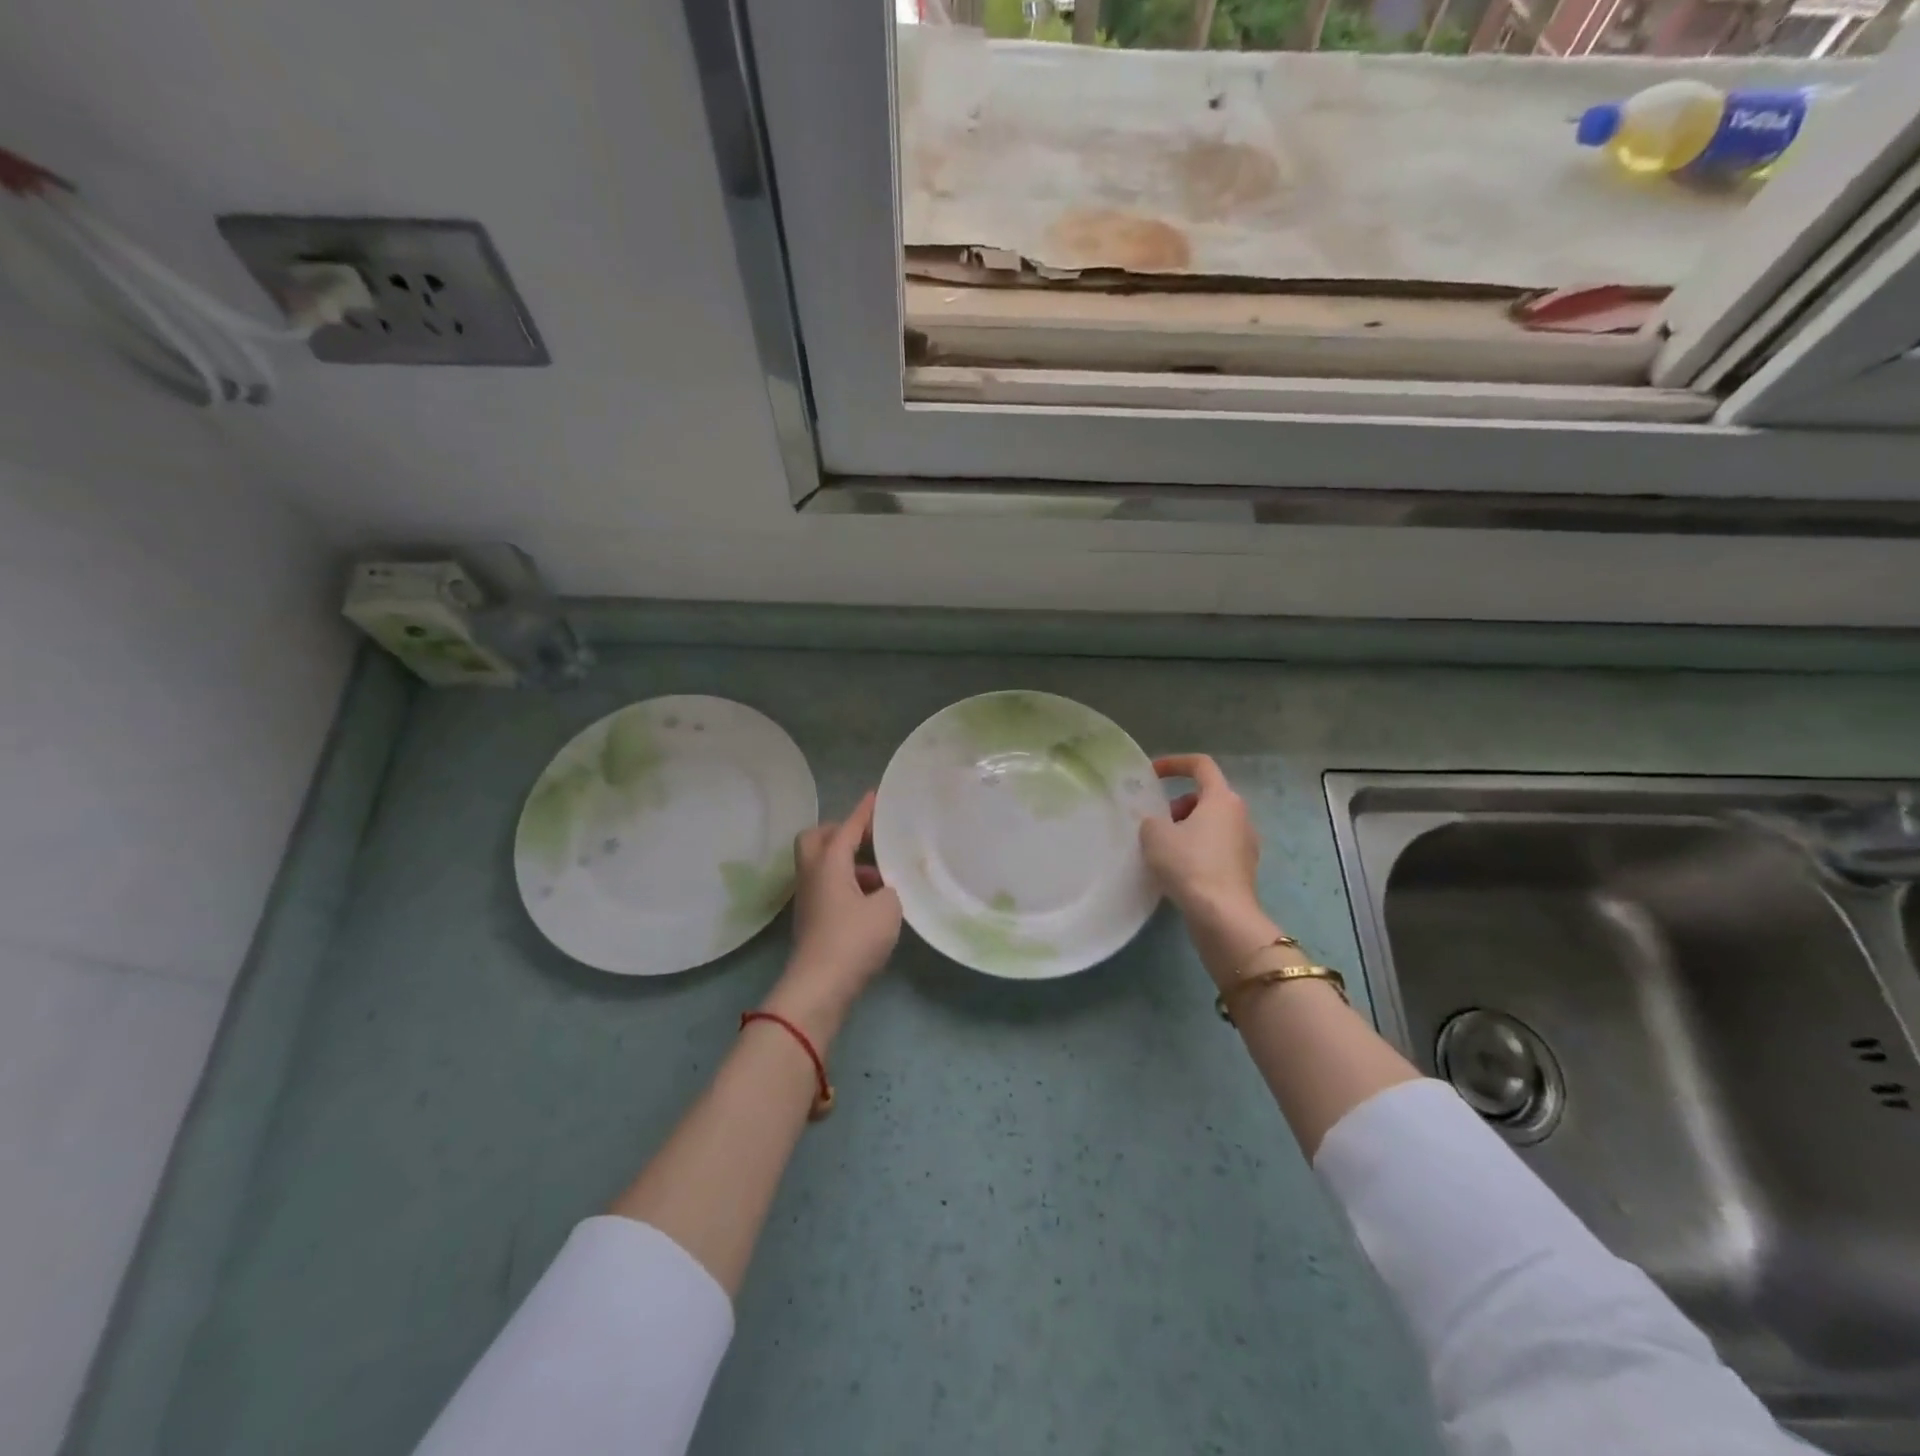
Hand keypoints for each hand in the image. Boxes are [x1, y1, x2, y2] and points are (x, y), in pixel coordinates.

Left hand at [764, 791, 901, 1041]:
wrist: (820, 987)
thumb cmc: (854, 939)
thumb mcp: (888, 908)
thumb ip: (891, 888)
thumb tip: (884, 888)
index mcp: (829, 863)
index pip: (847, 827)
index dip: (863, 812)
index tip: (875, 796)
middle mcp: (813, 874)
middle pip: (816, 839)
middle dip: (840, 832)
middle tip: (867, 838)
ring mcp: (809, 898)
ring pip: (822, 865)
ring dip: (847, 862)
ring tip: (881, 875)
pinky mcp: (813, 920)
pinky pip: (828, 887)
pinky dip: (847, 884)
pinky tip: (872, 901)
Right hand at [1141, 754, 1282, 984]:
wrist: (1222, 916)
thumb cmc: (1189, 865)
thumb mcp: (1155, 835)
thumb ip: (1151, 820)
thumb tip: (1157, 824)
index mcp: (1222, 799)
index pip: (1201, 765)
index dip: (1174, 764)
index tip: (1151, 775)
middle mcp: (1240, 816)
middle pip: (1206, 797)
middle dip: (1177, 805)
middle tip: (1156, 823)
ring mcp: (1246, 844)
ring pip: (1211, 825)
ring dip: (1187, 830)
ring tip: (1163, 850)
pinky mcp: (1243, 870)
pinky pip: (1216, 849)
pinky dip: (1197, 851)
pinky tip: (1178, 871)